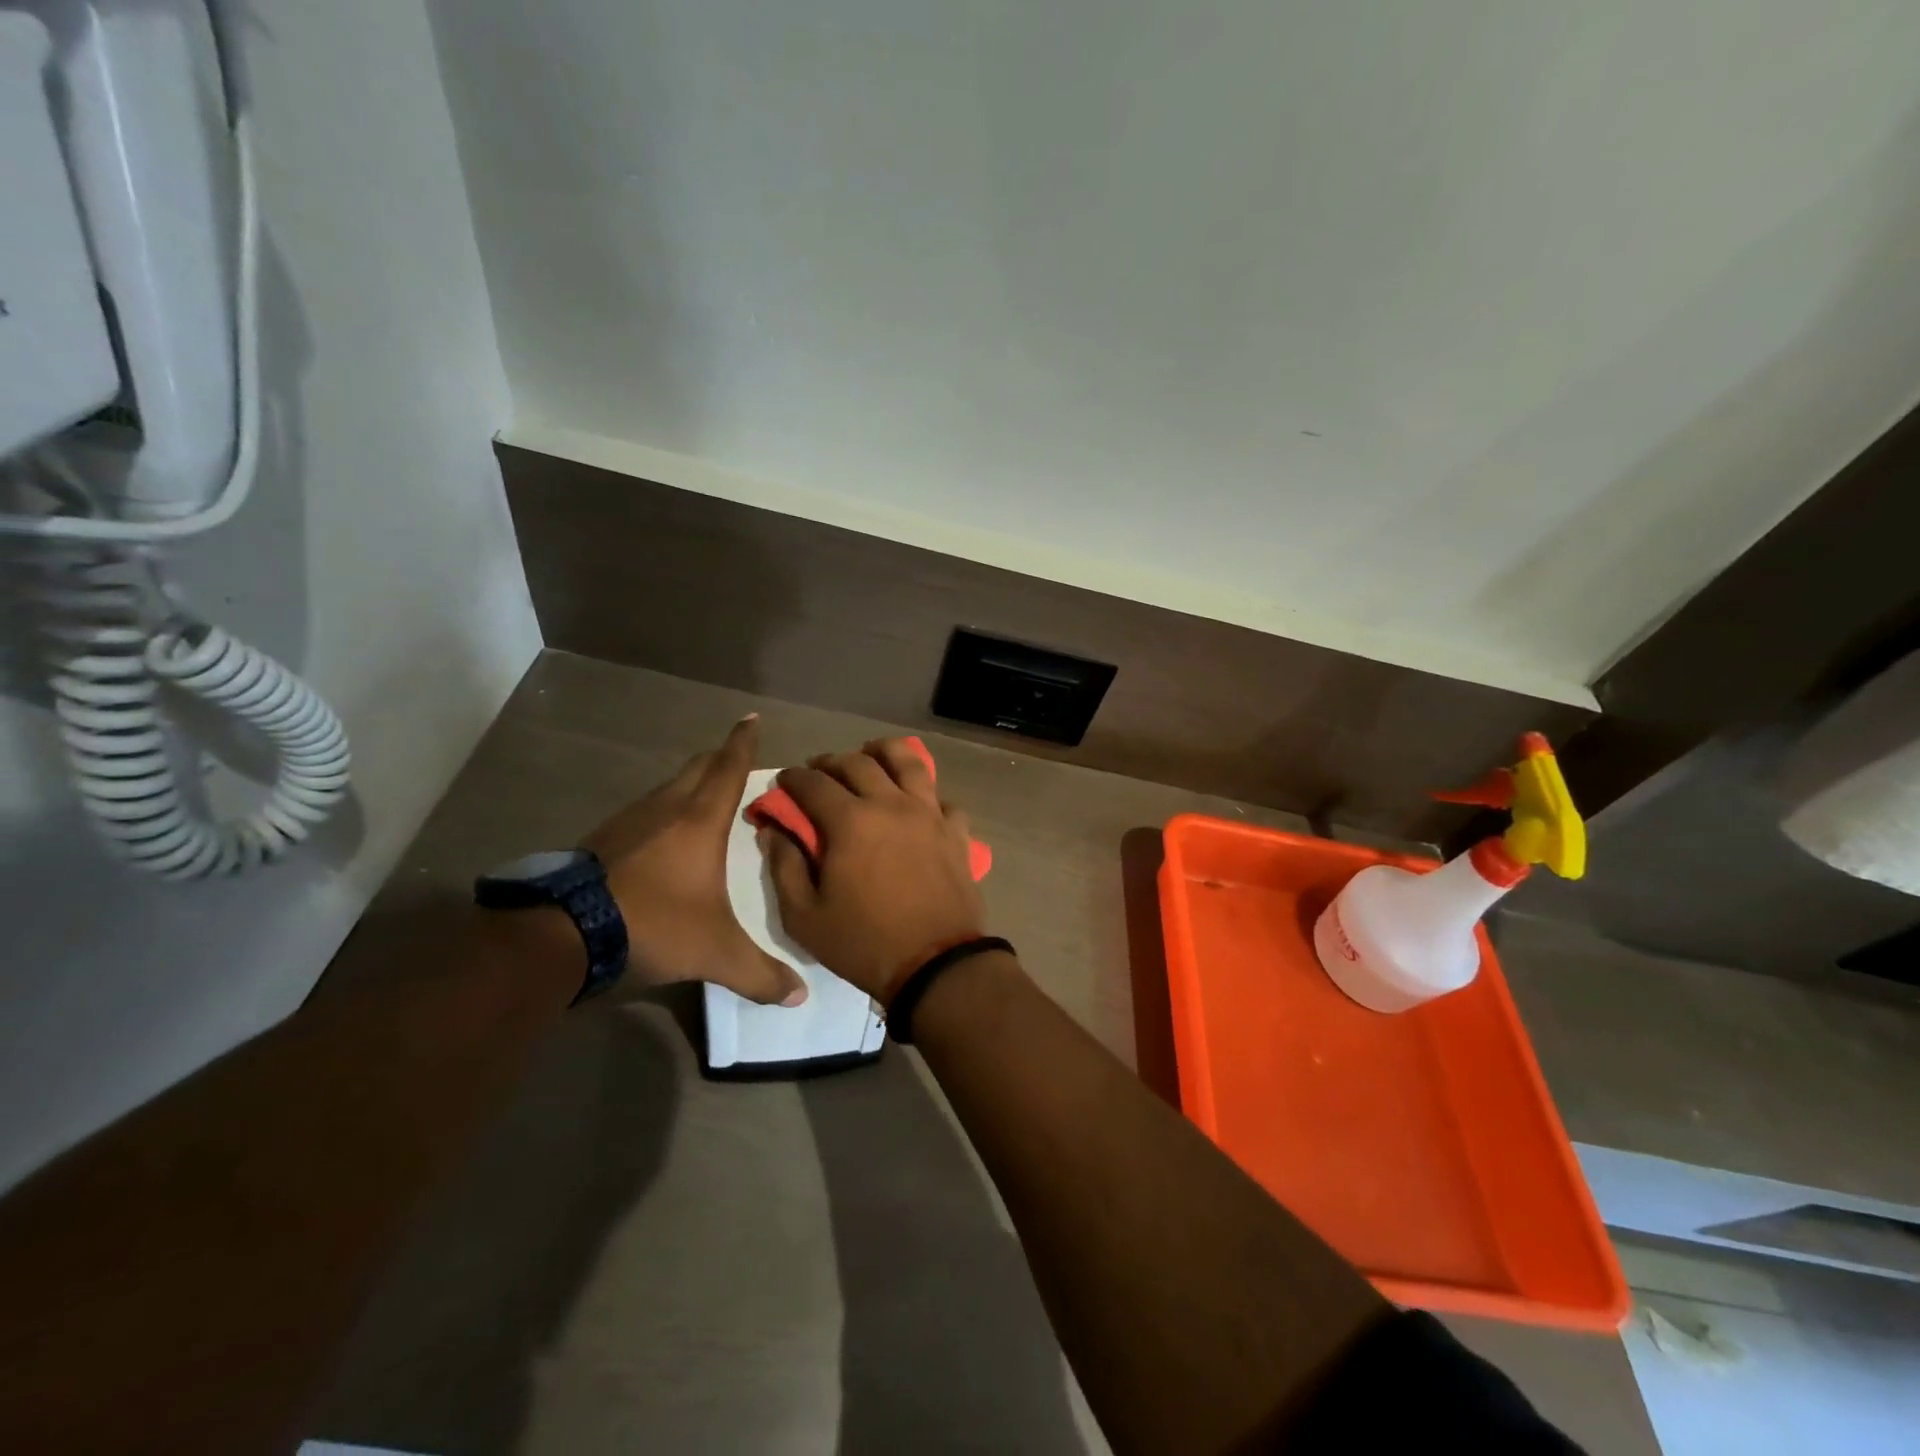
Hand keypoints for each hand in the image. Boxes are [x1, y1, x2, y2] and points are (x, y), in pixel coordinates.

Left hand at [581, 715, 806, 1005]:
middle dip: (719, 758)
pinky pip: (642, 813)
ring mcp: (627, 822)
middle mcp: (665, 809)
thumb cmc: (653, 925)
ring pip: (667, 789)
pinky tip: (661, 839)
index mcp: (699, 821)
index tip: (751, 718)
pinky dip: (661, 813)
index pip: (728, 768)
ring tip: (703, 801)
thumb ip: (759, 974)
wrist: (562, 935)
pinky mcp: (600, 841)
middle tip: (736, 760)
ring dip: (688, 786)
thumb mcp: (714, 953)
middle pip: (697, 768)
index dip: (743, 742)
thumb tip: (799, 996)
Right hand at [762, 738, 984, 1002]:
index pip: (813, 783)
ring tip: (871, 756)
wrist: (936, 964)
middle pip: (858, 763)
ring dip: (884, 752)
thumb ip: (784, 867)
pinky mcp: (956, 831)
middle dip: (831, 761)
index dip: (793, 778)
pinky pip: (941, 798)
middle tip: (819, 770)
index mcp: (850, 821)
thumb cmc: (864, 943)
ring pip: (908, 762)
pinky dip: (925, 794)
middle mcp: (891, 804)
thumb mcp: (805, 917)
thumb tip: (774, 831)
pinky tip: (917, 802)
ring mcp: (929, 814)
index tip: (784, 781)